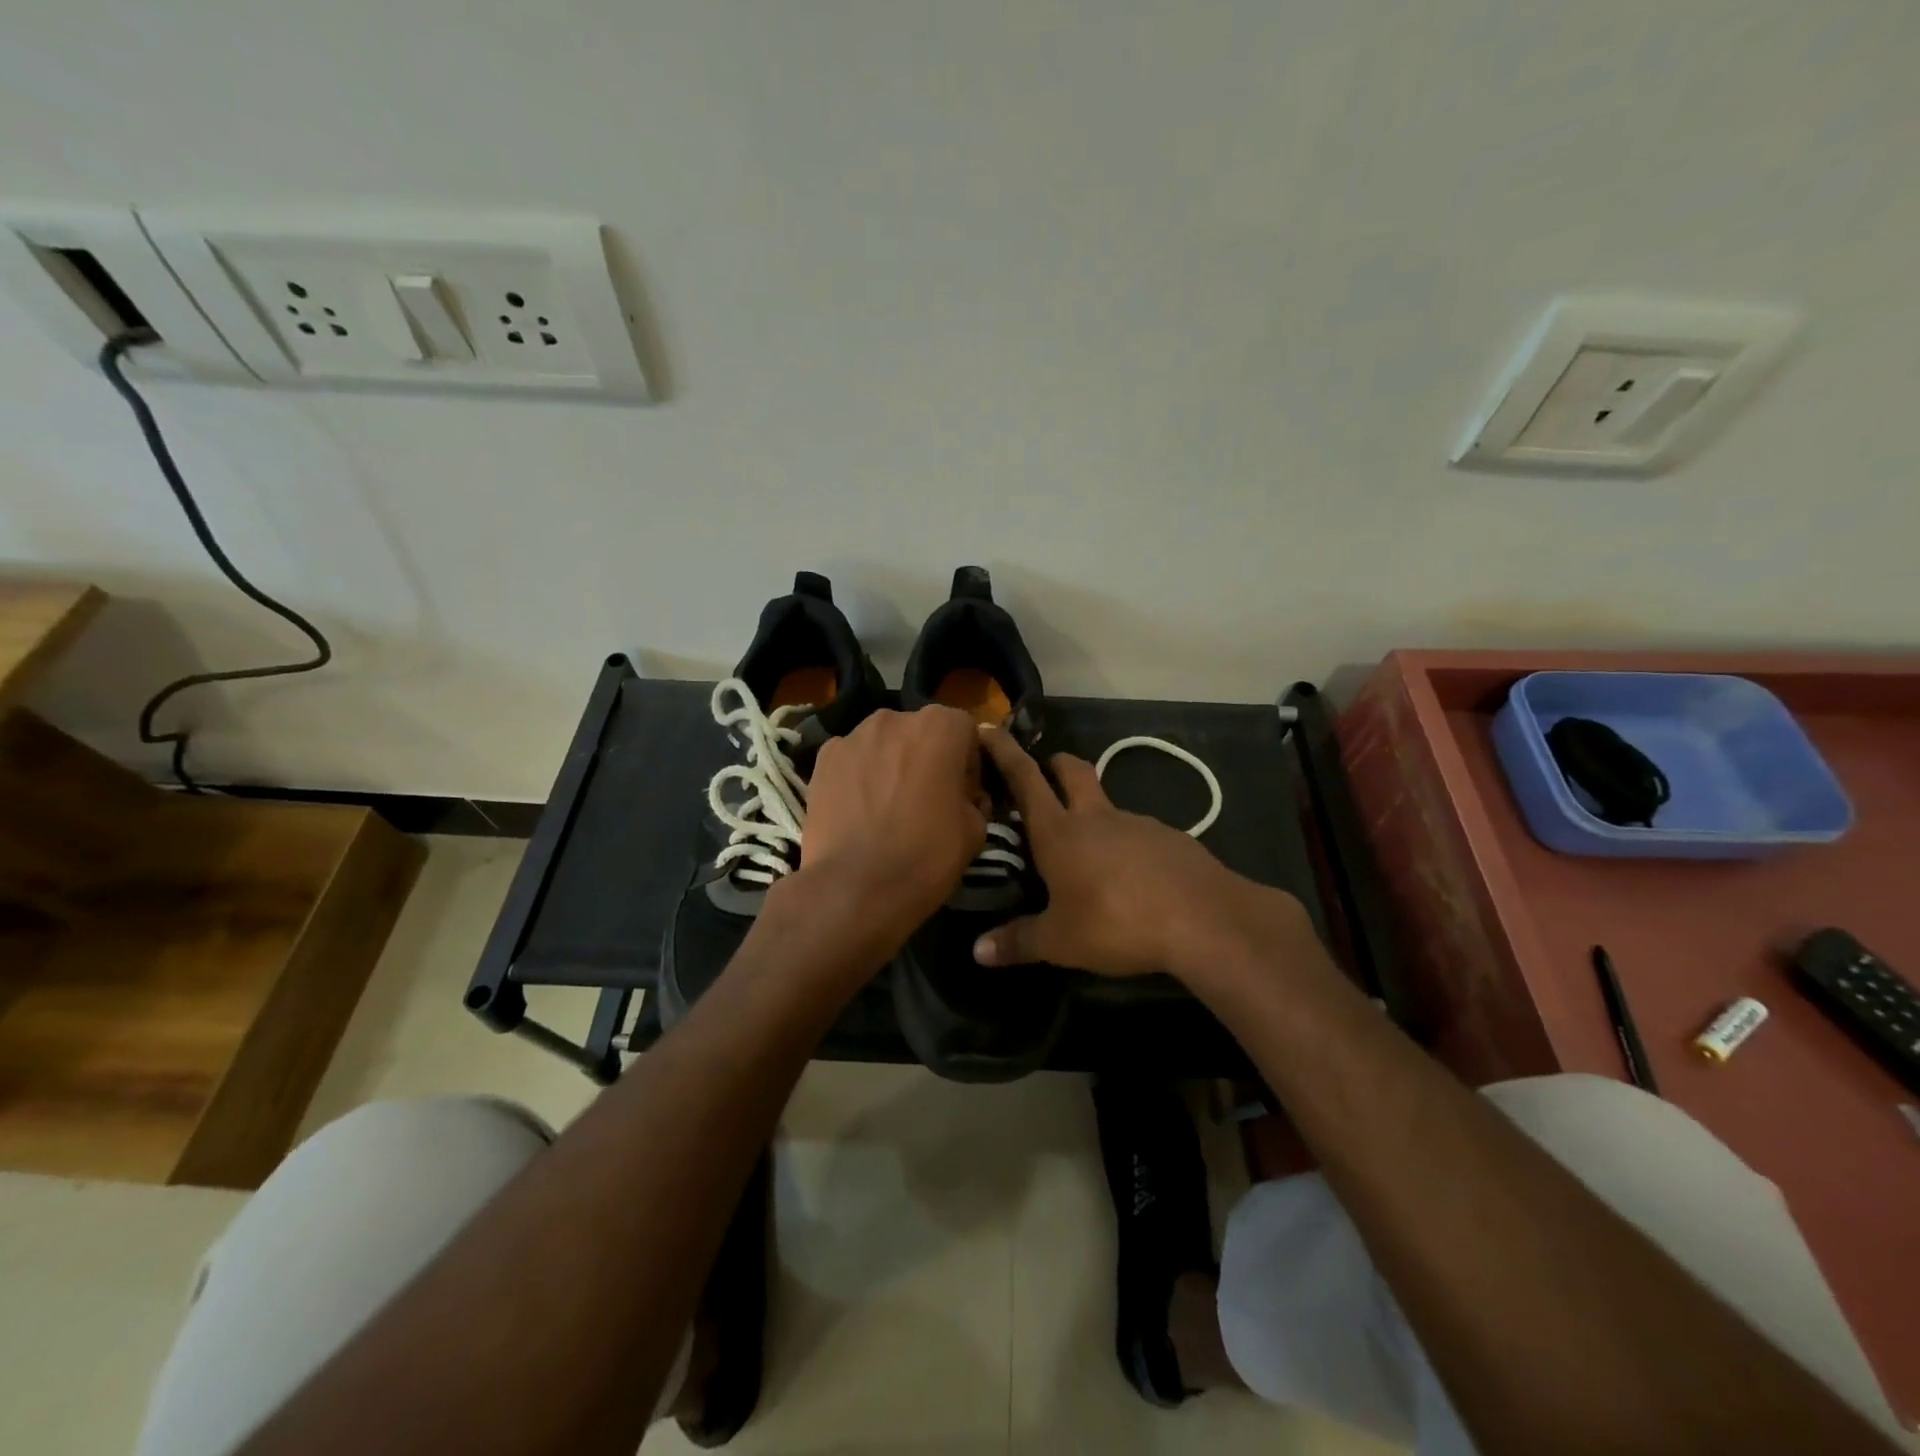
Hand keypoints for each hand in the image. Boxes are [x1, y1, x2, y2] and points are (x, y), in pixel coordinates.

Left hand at [798, 706, 989, 942]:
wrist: (855, 887)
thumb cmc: (925, 855)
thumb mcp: (975, 831)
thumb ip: (973, 798)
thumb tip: (963, 797)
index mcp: (940, 727)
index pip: (964, 731)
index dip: (967, 763)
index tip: (963, 794)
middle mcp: (896, 718)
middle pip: (920, 732)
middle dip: (927, 758)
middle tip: (926, 800)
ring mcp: (853, 736)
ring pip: (883, 743)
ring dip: (891, 763)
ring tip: (887, 806)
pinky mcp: (823, 758)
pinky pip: (851, 759)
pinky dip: (858, 776)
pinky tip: (859, 810)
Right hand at [973, 726, 1304, 980]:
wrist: (1204, 919)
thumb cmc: (1117, 923)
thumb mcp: (1060, 942)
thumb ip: (1018, 942)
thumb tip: (978, 950)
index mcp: (1060, 833)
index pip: (1025, 779)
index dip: (1004, 752)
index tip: (989, 729)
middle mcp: (1096, 818)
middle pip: (1073, 771)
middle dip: (1055, 762)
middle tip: (1045, 769)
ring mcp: (1138, 823)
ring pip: (1108, 804)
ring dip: (1093, 813)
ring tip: (1088, 850)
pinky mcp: (1171, 838)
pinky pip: (1139, 833)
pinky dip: (1126, 844)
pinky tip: (1131, 878)